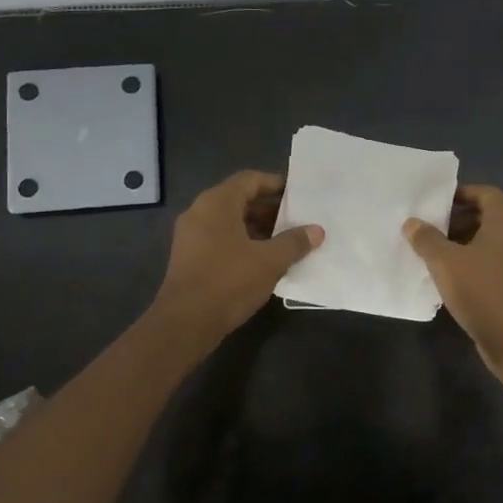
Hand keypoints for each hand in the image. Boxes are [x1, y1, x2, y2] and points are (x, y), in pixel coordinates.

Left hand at [150, 171, 323, 344]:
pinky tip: (264, 260)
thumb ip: (294, 242)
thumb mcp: (270, 261)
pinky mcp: (189, 257)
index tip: (299, 195)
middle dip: (270, 209)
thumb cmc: (229, 281)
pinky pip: (221, 238)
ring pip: (230, 221)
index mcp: (217, 203)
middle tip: (297, 220)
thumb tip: (316, 230)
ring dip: (258, 228)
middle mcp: (200, 212)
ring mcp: (191, 235)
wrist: (185, 322)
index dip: (276, 184)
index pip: (250, 179)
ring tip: (286, 241)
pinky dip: (243, 242)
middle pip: (240, 199)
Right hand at [404, 184, 502, 375]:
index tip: (436, 204)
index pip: (485, 193)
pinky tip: (453, 276)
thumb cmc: (481, 290)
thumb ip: (427, 238)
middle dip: (459, 220)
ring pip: (492, 240)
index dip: (461, 194)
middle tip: (431, 229)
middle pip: (488, 215)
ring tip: (436, 253)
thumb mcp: (445, 262)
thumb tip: (412, 223)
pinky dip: (476, 260)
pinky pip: (496, 260)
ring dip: (465, 242)